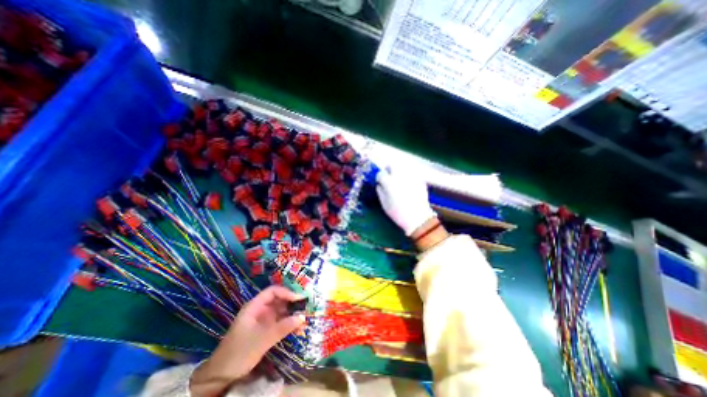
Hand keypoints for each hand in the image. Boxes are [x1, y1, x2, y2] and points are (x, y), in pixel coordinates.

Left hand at [192, 287, 305, 394]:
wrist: (221, 376)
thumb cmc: (240, 351)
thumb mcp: (263, 339)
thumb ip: (283, 327)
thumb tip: (302, 317)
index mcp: (254, 306)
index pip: (273, 291)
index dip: (286, 292)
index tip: (298, 298)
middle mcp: (259, 310)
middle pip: (278, 299)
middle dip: (291, 302)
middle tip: (305, 306)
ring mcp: (262, 320)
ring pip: (280, 311)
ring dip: (292, 313)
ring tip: (304, 316)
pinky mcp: (265, 330)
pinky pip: (279, 322)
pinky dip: (288, 323)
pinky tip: (297, 327)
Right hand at [376, 165, 437, 235]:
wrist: (418, 218)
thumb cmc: (398, 213)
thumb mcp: (384, 204)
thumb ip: (380, 192)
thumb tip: (379, 185)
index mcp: (389, 183)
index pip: (380, 173)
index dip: (379, 177)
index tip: (379, 182)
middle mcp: (400, 176)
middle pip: (392, 165)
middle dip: (388, 169)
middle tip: (388, 176)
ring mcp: (411, 177)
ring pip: (402, 167)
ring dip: (398, 171)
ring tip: (398, 179)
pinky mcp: (419, 180)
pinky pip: (411, 173)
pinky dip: (407, 176)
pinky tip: (407, 184)